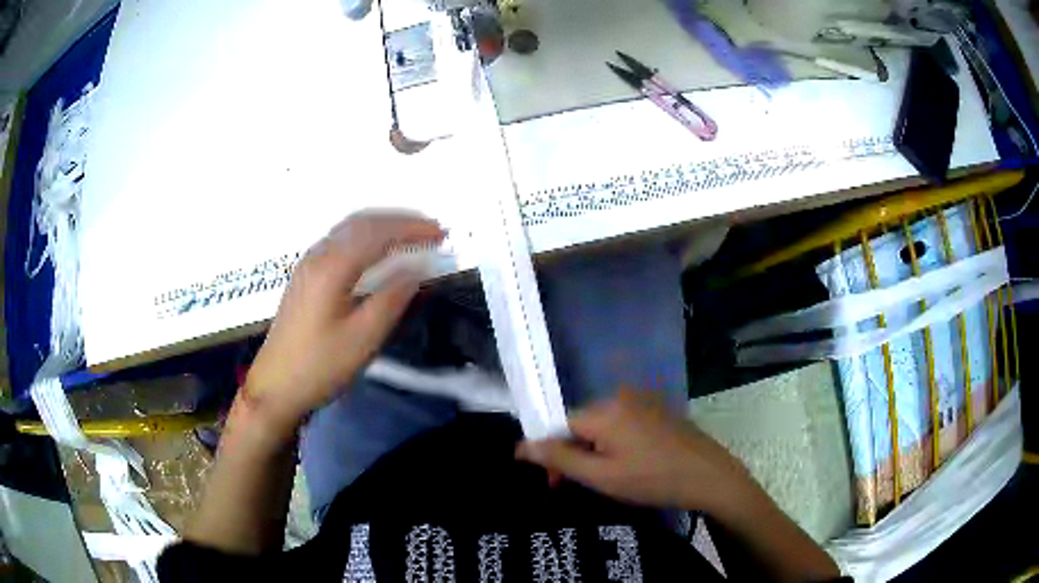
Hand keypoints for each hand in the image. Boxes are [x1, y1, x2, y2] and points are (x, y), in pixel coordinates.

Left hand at [243, 211, 443, 434]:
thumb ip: (392, 299)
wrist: (276, 385)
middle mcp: (318, 255)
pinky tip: (377, 252)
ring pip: (349, 229)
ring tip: (411, 236)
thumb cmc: (320, 365)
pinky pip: (340, 242)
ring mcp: (308, 264)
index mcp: (332, 267)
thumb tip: (416, 269)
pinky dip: (366, 238)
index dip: (412, 228)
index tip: (441, 234)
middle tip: (431, 230)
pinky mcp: (305, 276)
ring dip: (382, 226)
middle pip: (362, 222)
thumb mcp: (363, 338)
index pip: (377, 232)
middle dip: (399, 221)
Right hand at [516, 390, 754, 513]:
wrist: (709, 476)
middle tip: (574, 485)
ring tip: (603, 479)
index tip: (553, 482)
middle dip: (572, 453)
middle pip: (580, 423)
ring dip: (592, 450)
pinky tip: (626, 465)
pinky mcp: (657, 409)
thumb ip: (560, 459)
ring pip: (601, 425)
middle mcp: (620, 397)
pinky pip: (622, 423)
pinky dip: (614, 443)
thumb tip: (522, 445)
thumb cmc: (653, 479)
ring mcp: (642, 401)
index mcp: (604, 410)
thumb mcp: (602, 476)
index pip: (560, 424)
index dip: (551, 453)